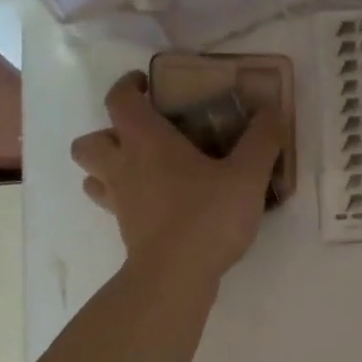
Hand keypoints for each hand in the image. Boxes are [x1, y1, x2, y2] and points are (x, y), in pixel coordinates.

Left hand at [71, 70, 283, 279]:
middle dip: (107, 134)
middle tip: (141, 138)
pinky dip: (124, 200)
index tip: (147, 85)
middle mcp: (123, 166)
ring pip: (92, 176)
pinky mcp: (126, 231)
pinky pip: (112, 206)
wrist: (177, 276)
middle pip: (89, 142)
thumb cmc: (207, 217)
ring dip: (107, 168)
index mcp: (146, 141)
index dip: (128, 86)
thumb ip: (261, 141)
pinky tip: (153, 205)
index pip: (119, 99)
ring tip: (141, 171)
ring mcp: (120, 202)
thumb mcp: (247, 176)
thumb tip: (272, 112)